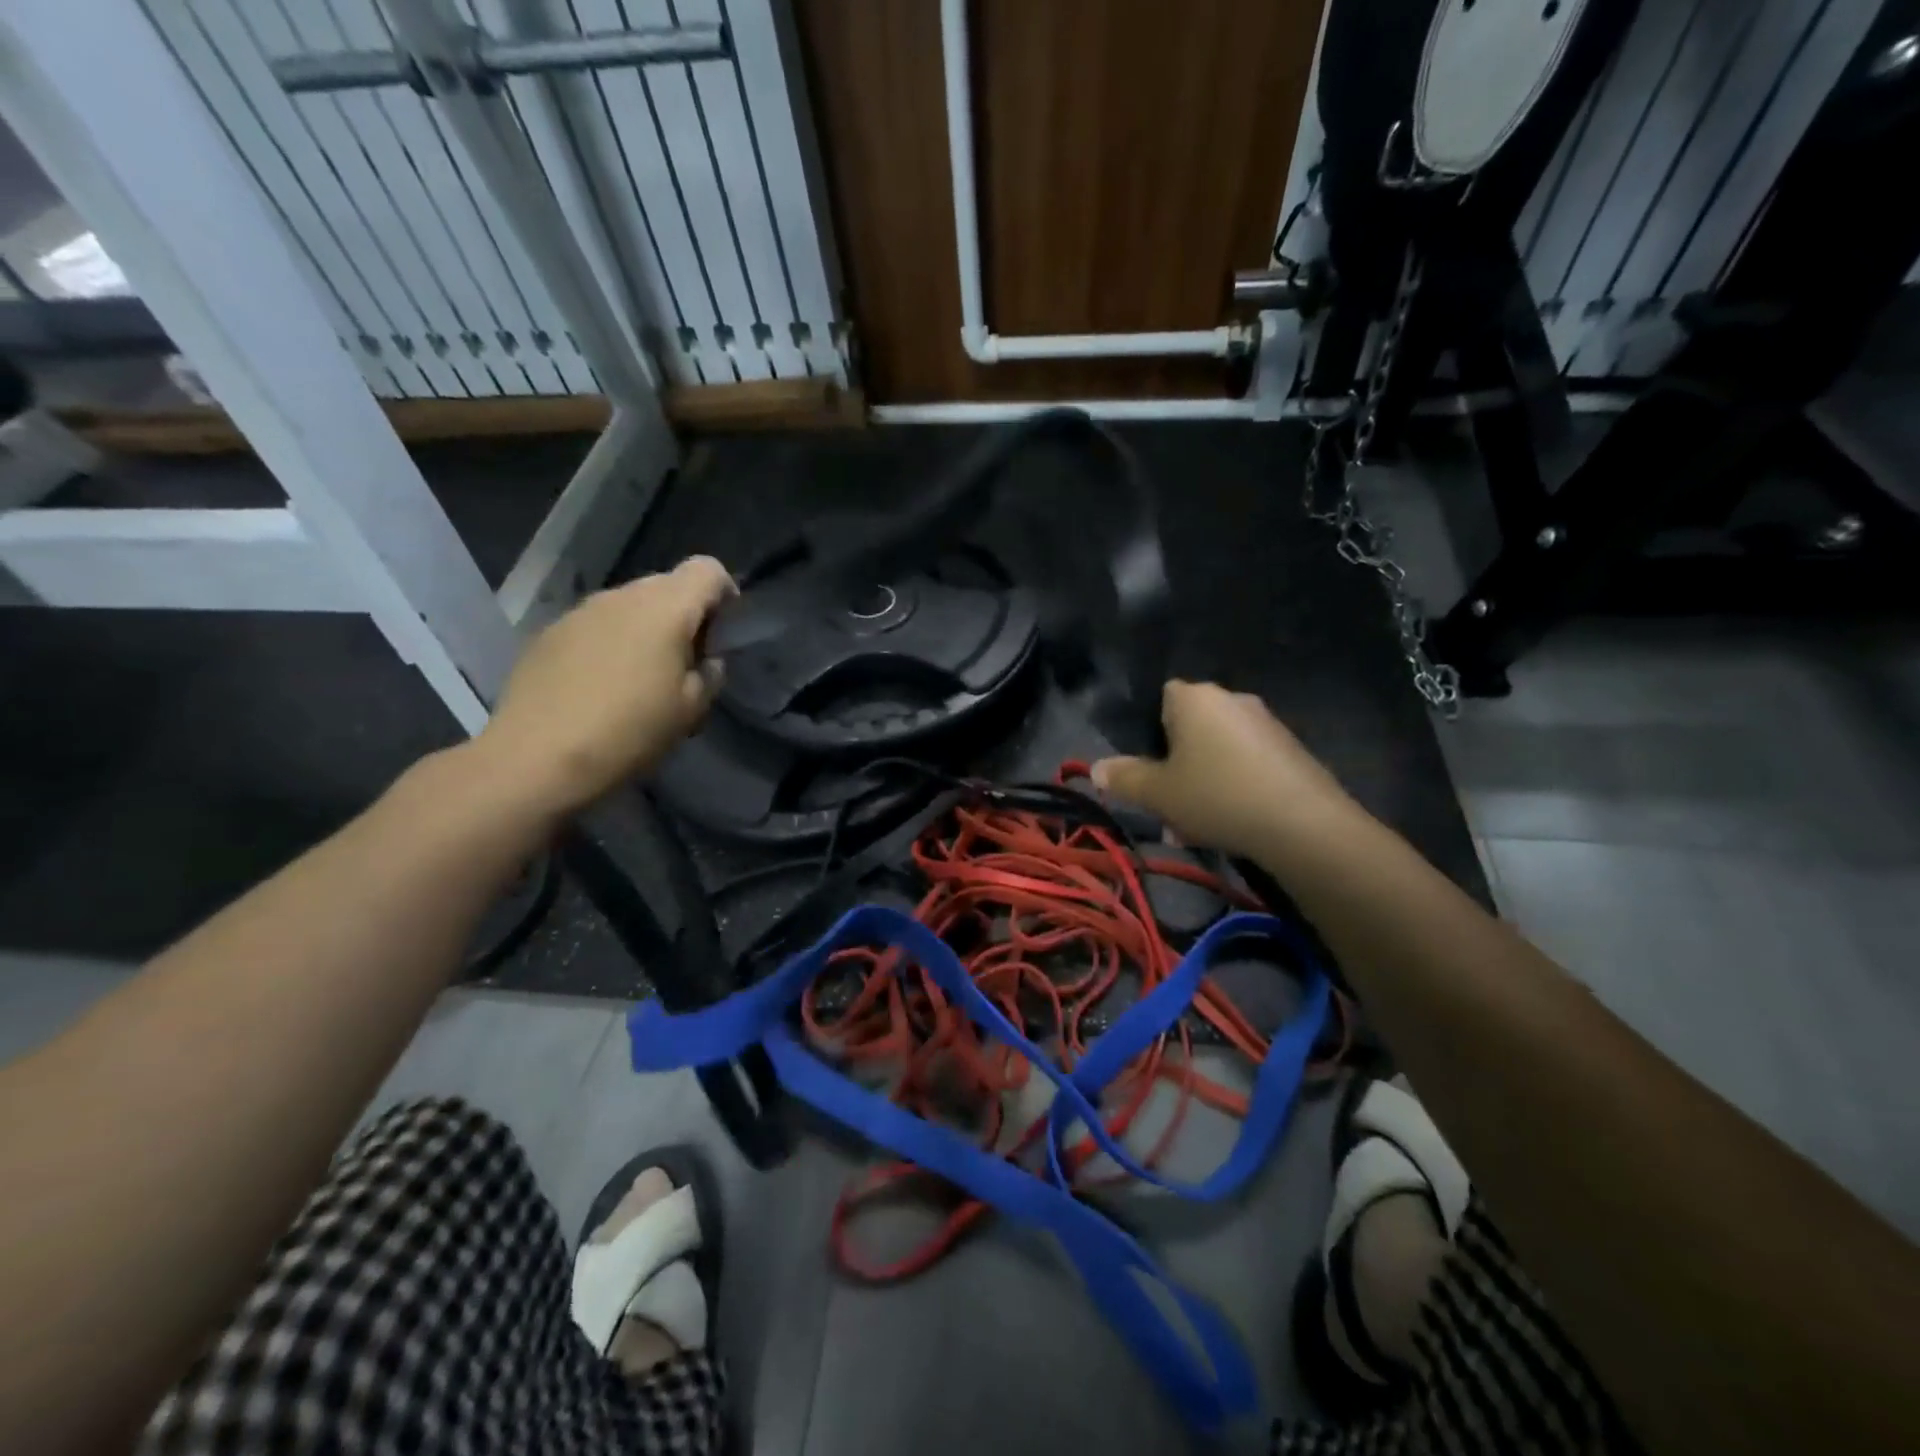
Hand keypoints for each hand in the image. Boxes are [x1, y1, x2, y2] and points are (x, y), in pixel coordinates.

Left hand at [475, 556, 735, 814]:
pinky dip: (611, 642)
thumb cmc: (630, 731)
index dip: (724, 592)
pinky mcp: (551, 632)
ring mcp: (581, 611)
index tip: (723, 630)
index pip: (707, 570)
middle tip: (686, 661)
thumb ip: (710, 675)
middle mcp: (623, 596)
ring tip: (642, 676)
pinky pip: (596, 624)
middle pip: (668, 584)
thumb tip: (707, 660)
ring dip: (646, 628)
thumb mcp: (691, 710)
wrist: (538, 756)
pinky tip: (602, 684)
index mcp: (666, 608)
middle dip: (685, 613)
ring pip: (629, 604)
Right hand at [1092, 681, 1359, 860]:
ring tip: (1194, 828)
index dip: (1151, 731)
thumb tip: (1095, 768)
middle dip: (1176, 765)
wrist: (1302, 823)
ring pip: (1218, 751)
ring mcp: (1266, 724)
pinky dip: (1233, 787)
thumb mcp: (1158, 793)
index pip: (1162, 696)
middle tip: (1167, 806)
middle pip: (1191, 728)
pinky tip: (1229, 824)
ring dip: (1202, 782)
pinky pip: (1247, 764)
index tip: (1149, 767)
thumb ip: (1124, 778)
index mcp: (1195, 698)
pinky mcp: (1292, 750)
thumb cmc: (1215, 795)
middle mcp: (1232, 699)